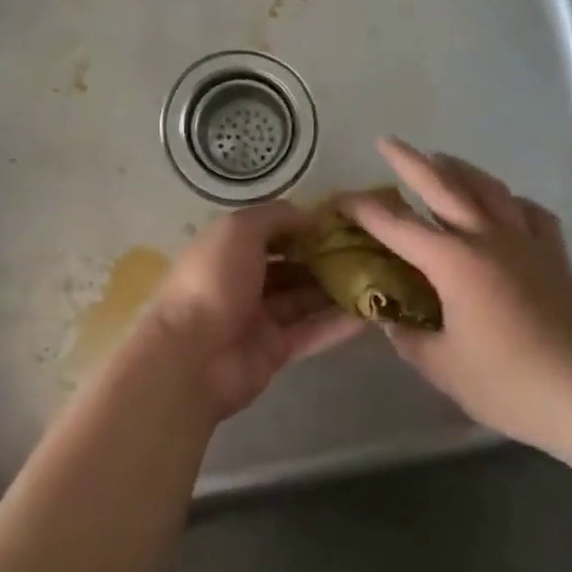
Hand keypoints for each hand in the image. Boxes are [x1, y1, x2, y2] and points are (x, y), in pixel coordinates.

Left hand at [133, 203, 364, 422]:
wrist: (192, 355)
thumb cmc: (213, 280)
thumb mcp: (238, 230)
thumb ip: (275, 217)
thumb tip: (311, 216)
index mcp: (228, 250)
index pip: (271, 233)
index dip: (303, 227)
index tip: (343, 223)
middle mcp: (243, 281)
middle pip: (291, 267)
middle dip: (326, 259)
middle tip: (370, 251)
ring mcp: (259, 318)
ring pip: (305, 299)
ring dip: (338, 289)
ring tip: (380, 277)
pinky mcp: (275, 351)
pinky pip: (312, 332)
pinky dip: (339, 324)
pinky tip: (373, 313)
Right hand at [340, 138, 571, 451]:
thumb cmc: (508, 383)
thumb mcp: (442, 366)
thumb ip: (409, 336)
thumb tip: (391, 318)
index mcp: (454, 262)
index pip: (396, 226)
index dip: (363, 209)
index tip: (339, 199)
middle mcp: (488, 239)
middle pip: (444, 186)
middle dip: (410, 162)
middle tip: (388, 142)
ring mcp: (526, 244)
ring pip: (489, 189)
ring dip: (461, 169)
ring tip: (442, 159)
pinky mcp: (555, 257)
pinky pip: (530, 213)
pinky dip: (511, 201)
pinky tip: (505, 205)